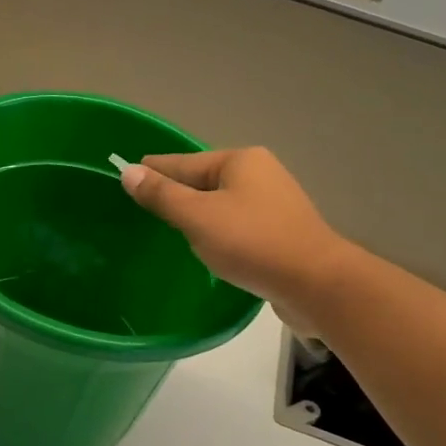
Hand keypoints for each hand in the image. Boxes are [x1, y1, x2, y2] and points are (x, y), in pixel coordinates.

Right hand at [120, 147, 351, 336]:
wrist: (318, 284)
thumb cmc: (253, 243)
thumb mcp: (198, 217)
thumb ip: (162, 195)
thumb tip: (129, 172)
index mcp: (241, 161)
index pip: (184, 162)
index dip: (154, 170)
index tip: (128, 174)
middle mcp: (261, 174)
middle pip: (205, 181)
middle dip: (178, 192)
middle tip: (145, 205)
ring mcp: (276, 204)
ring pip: (223, 204)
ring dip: (199, 214)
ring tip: (171, 227)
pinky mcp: (283, 233)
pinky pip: (239, 225)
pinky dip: (220, 231)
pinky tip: (209, 247)